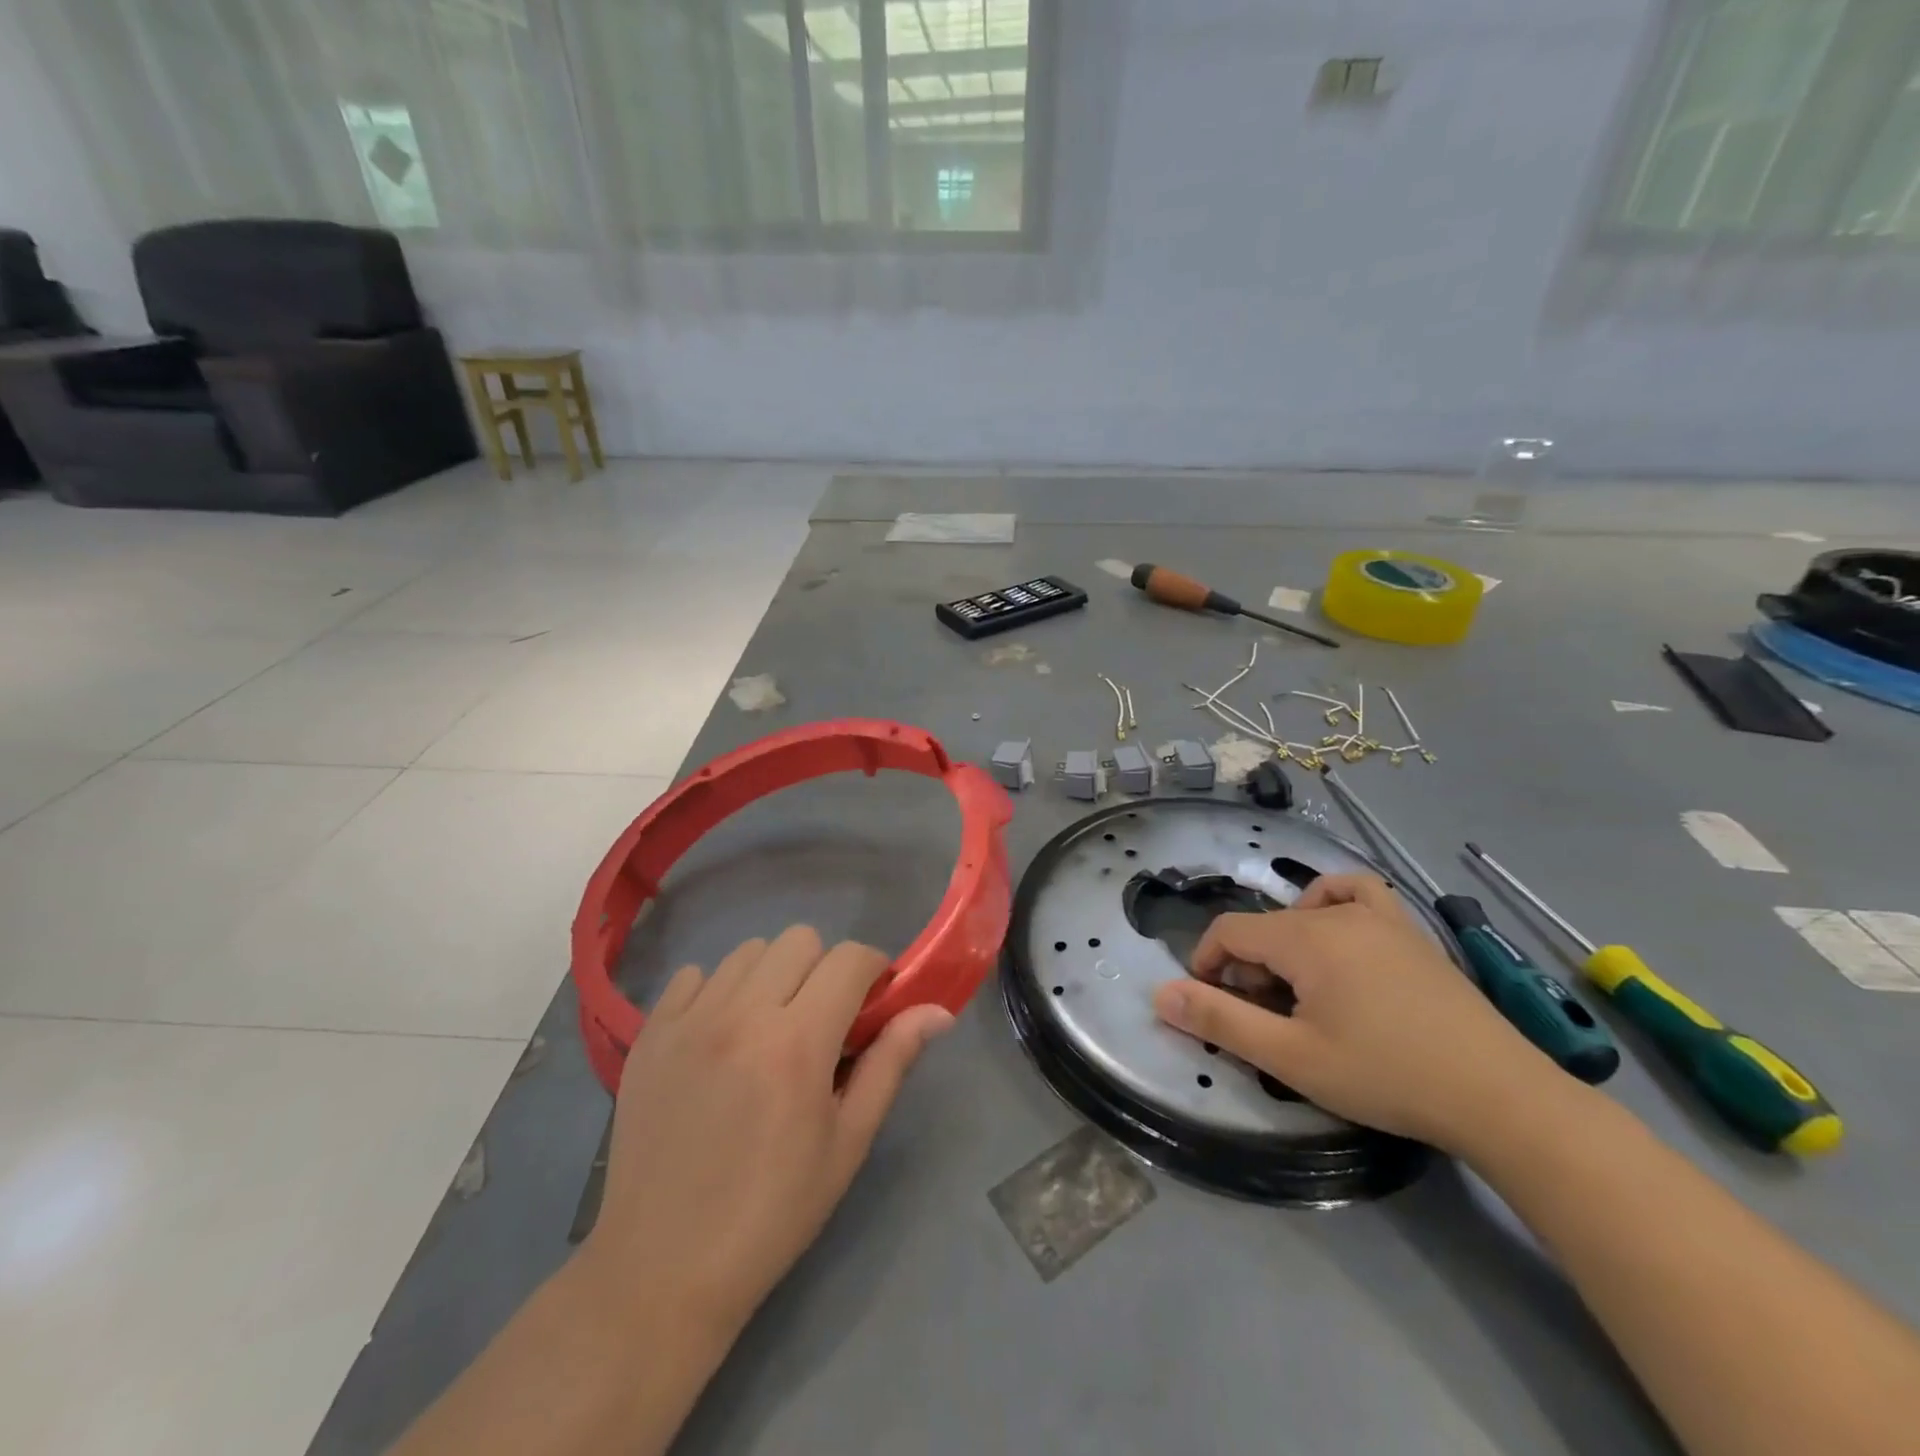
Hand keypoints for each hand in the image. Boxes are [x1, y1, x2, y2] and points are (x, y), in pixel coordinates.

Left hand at [585, 926, 952, 1335]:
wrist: (662, 1269)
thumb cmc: (773, 1212)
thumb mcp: (848, 1142)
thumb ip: (892, 1062)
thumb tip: (939, 1011)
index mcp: (798, 1042)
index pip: (850, 958)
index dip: (874, 970)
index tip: (873, 1003)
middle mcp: (742, 1014)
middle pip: (800, 939)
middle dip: (825, 968)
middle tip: (822, 1019)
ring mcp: (689, 1020)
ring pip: (748, 951)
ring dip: (772, 975)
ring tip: (769, 1026)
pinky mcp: (650, 1033)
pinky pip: (693, 975)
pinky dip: (717, 990)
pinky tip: (720, 1036)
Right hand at [1151, 874, 1558, 1150]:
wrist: (1499, 1096)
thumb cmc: (1386, 1076)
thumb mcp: (1291, 1057)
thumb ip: (1220, 1021)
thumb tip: (1160, 994)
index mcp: (1305, 938)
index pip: (1230, 931)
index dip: (1207, 964)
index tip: (1211, 1006)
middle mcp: (1338, 914)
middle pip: (1267, 926)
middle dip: (1248, 967)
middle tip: (1265, 1019)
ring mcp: (1381, 918)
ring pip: (1307, 910)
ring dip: (1285, 942)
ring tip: (1298, 985)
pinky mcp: (1412, 933)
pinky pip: (1359, 895)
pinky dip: (1335, 905)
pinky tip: (1340, 938)